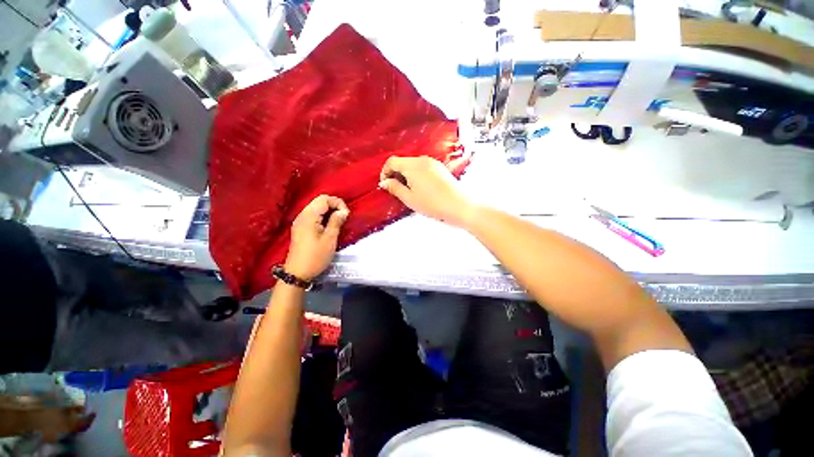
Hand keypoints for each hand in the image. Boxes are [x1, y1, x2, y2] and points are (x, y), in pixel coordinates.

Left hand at [285, 195, 348, 280]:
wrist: (297, 273)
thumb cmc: (315, 256)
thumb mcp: (330, 239)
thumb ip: (336, 222)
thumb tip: (343, 211)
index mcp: (309, 216)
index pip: (324, 199)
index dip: (338, 203)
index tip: (346, 215)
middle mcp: (302, 216)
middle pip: (319, 201)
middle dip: (334, 206)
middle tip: (344, 217)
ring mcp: (300, 222)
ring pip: (317, 208)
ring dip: (329, 211)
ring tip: (338, 221)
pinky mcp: (300, 228)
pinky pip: (313, 216)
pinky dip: (323, 217)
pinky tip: (329, 226)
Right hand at [379, 156, 475, 226]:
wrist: (458, 205)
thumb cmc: (432, 203)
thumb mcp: (409, 198)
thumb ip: (394, 188)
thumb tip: (384, 182)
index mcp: (412, 165)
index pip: (392, 161)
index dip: (385, 172)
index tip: (385, 184)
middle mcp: (422, 160)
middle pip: (403, 162)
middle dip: (396, 174)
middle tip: (396, 190)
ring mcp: (433, 163)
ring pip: (413, 165)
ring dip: (406, 175)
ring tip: (409, 191)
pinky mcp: (440, 168)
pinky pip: (423, 168)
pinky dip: (417, 175)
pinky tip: (421, 189)